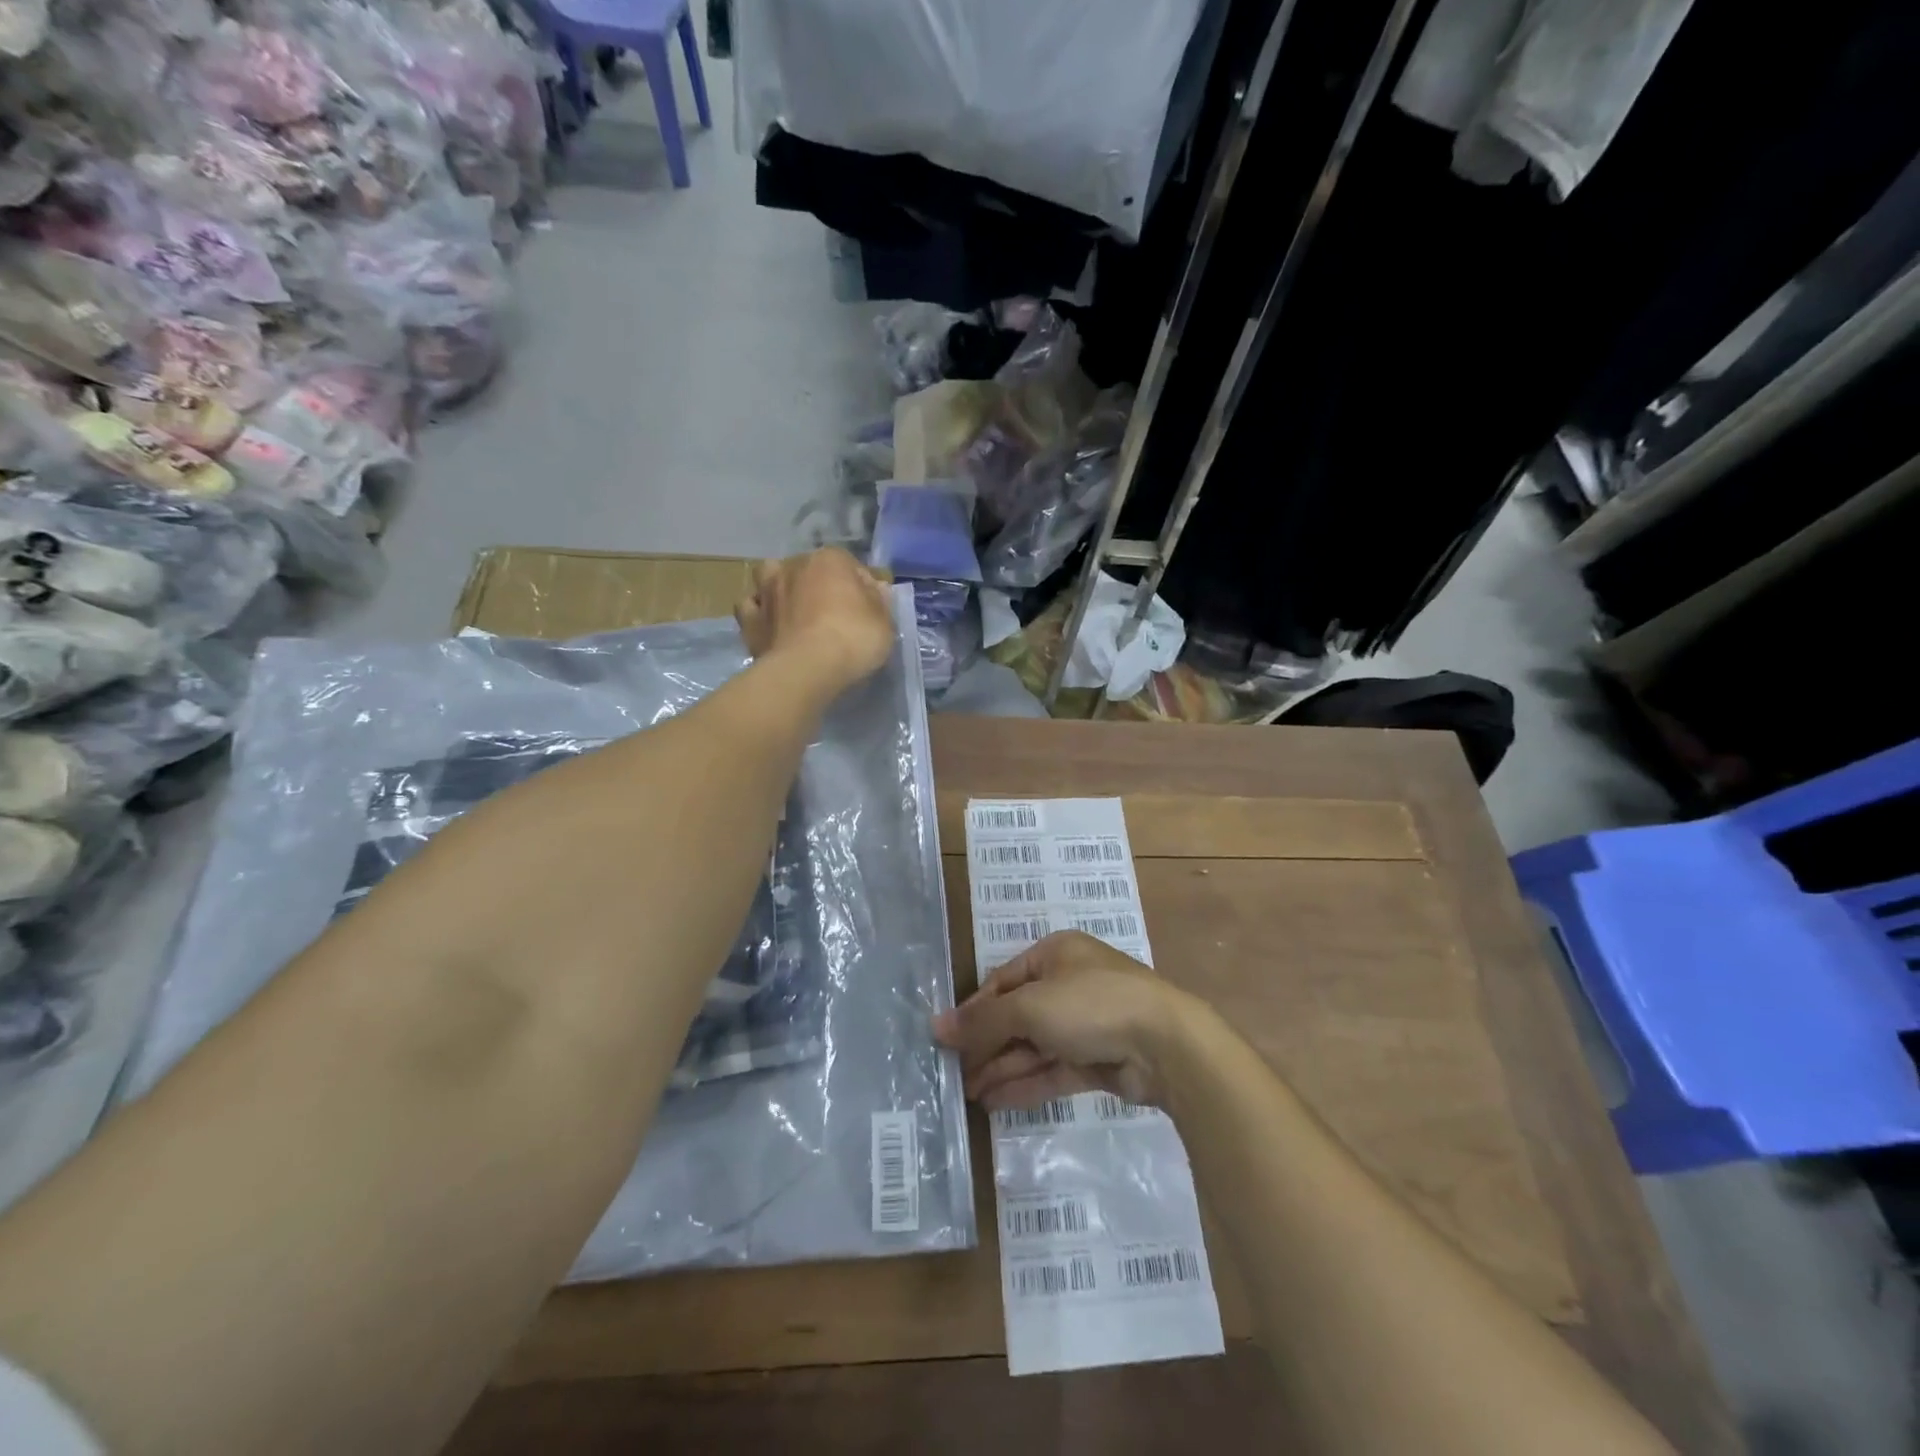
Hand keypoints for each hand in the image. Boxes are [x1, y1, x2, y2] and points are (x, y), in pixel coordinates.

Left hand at [735, 548, 895, 694]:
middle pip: (809, 569)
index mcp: (830, 560)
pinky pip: (750, 607)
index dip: (861, 587)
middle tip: (832, 611)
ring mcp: (767, 591)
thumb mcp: (884, 622)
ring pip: (770, 577)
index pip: (851, 566)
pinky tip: (769, 625)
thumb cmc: (853, 639)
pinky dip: (758, 612)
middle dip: (819, 584)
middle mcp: (794, 566)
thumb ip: (879, 602)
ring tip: (792, 609)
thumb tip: (874, 590)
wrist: (808, 669)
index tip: (867, 610)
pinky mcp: (749, 619)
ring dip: (780, 587)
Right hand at [932, 931, 1197, 1109]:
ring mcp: (1086, 1024)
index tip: (946, 1039)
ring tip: (967, 1094)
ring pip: (1034, 1046)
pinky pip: (1053, 1070)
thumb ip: (983, 1020)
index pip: (1003, 981)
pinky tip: (995, 1102)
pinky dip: (1026, 1083)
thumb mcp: (1030, 1006)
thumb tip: (936, 1027)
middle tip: (954, 1073)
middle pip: (1017, 1015)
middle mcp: (1069, 984)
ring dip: (1002, 1068)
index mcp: (1056, 955)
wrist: (1165, 1045)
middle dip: (987, 1044)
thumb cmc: (1091, 1005)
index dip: (974, 1010)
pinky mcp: (1099, 1060)